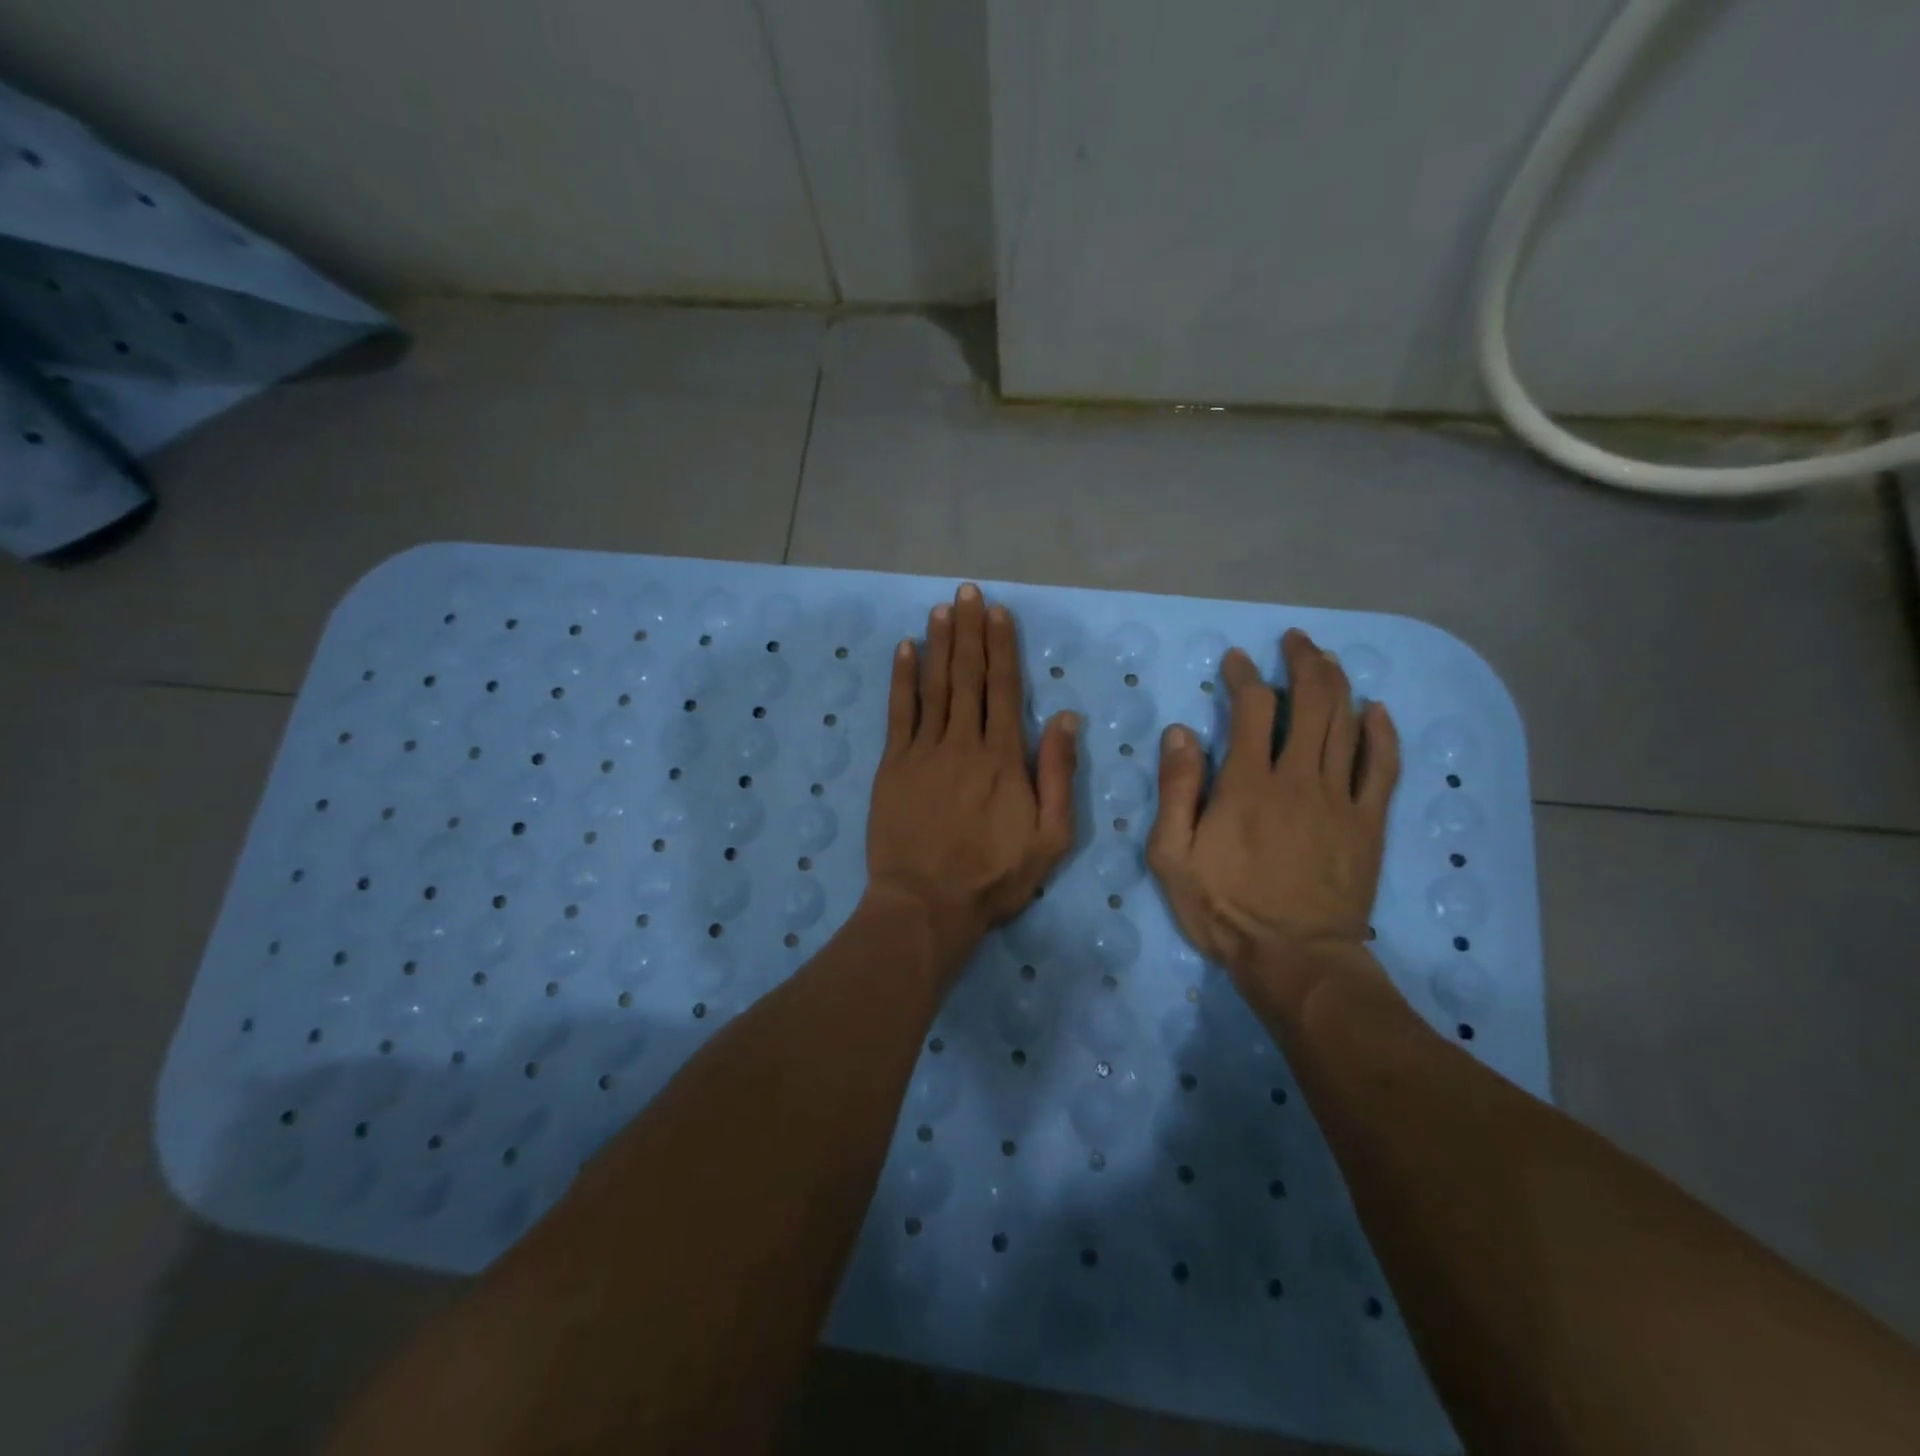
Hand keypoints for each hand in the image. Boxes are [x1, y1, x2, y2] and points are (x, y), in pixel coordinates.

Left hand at [864, 584, 1079, 978]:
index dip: (1002, 648)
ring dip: (939, 644)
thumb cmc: (994, 877)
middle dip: (970, 631)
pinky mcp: (893, 765)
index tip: (999, 614)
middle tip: (968, 593)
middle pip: (968, 676)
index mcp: (1003, 758)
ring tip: (942, 609)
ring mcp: (923, 751)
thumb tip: (1065, 717)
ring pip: (934, 686)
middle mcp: (963, 743)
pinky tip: (905, 649)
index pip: (1004, 689)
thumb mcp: (1049, 838)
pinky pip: (898, 712)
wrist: (926, 904)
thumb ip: (1058, 775)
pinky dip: (902, 678)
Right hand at [1147, 629, 1400, 1017]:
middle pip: (1311, 702)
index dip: (1244, 676)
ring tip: (1325, 658)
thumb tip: (1181, 732)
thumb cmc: (1225, 908)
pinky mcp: (1368, 822)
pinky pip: (1383, 766)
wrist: (1295, 958)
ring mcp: (1340, 798)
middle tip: (1294, 641)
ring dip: (1336, 683)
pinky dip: (1381, 733)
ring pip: (1346, 724)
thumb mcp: (1172, 856)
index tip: (1236, 660)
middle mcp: (1298, 778)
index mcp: (1247, 783)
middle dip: (1302, 662)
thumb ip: (1176, 790)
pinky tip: (1376, 710)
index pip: (1251, 708)